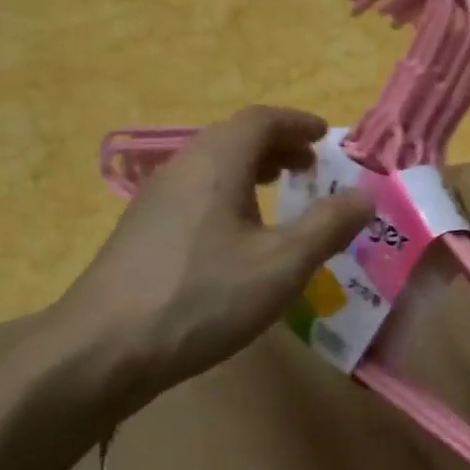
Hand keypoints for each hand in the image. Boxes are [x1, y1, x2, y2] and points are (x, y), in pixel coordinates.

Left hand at [55, 106, 371, 415]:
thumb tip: (366, 196)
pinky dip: (227, 196)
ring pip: (211, 168)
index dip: (297, 123)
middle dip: (277, 147)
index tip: (325, 136)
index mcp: (216, 162)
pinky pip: (195, 195)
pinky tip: (237, 238)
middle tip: (310, 168)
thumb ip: (328, 226)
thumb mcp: (282, 265)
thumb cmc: (202, 297)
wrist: (103, 349)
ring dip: (251, 172)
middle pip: (233, 139)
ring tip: (279, 196)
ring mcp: (154, 201)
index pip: (260, 120)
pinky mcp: (141, 233)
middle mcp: (182, 169)